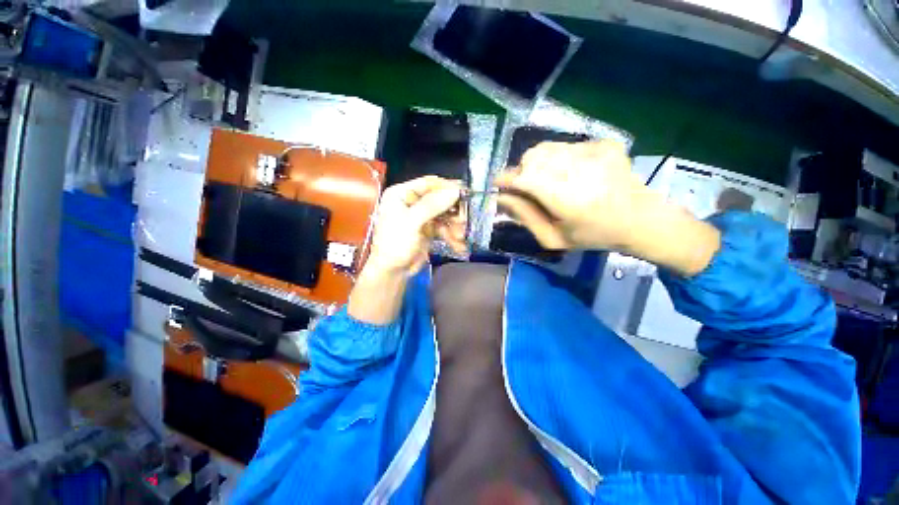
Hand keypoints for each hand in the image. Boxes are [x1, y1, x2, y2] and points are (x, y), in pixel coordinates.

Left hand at [365, 176, 465, 277]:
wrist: (392, 272)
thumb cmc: (395, 244)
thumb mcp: (411, 222)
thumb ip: (432, 205)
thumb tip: (455, 191)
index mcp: (401, 194)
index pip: (428, 183)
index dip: (447, 187)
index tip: (464, 192)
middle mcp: (411, 202)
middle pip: (439, 199)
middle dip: (453, 211)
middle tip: (464, 220)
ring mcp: (421, 217)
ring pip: (444, 215)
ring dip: (454, 226)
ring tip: (461, 236)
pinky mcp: (428, 230)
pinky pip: (443, 228)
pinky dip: (451, 236)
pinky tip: (459, 245)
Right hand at [494, 140, 648, 250]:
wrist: (641, 219)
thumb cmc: (592, 235)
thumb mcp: (552, 238)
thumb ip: (524, 217)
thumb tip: (500, 198)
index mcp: (566, 199)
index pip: (524, 178)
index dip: (506, 179)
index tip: (499, 185)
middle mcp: (579, 169)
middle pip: (532, 158)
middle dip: (522, 172)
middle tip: (527, 188)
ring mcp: (594, 151)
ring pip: (546, 148)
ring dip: (538, 164)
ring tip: (548, 181)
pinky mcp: (604, 142)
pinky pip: (565, 145)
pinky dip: (558, 158)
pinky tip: (571, 174)